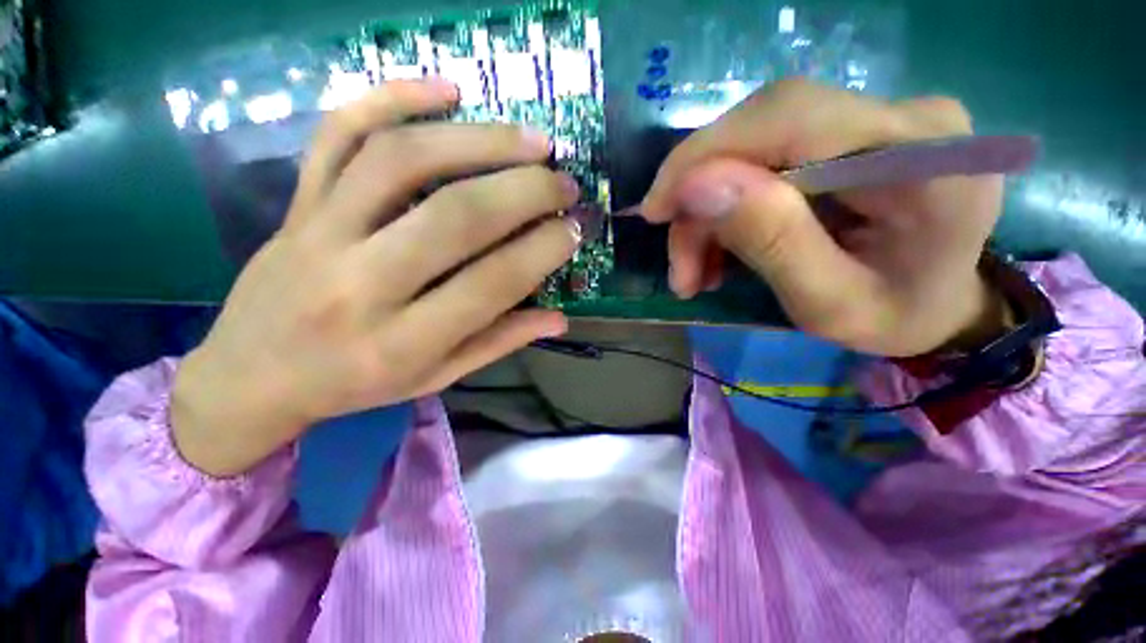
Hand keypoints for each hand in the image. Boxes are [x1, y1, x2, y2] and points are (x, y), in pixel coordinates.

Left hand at [172, 79, 581, 476]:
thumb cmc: (354, 385)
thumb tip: (559, 320)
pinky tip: (446, 89)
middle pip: (455, 216)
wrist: (252, 375)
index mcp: (402, 343)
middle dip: (525, 191)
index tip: (575, 229)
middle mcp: (361, 284)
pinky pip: (337, 133)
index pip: (491, 285)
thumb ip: (499, 343)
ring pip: (402, 160)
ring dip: (479, 139)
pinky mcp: (296, 202)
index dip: (543, 250)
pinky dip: (391, 97)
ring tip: (532, 140)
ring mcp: (319, 233)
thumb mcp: (435, 377)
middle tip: (564, 181)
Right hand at [642, 79, 1007, 357]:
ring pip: (753, 147)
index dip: (703, 155)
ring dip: (708, 213)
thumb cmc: (895, 317)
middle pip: (762, 129)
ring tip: (696, 272)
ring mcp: (880, 117)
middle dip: (700, 198)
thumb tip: (697, 186)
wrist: (940, 306)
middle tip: (681, 266)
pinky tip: (719, 250)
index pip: (787, 116)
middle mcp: (905, 115)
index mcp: (925, 158)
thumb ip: (772, 242)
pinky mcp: (854, 131)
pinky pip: (766, 158)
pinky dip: (728, 207)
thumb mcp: (829, 305)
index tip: (655, 211)